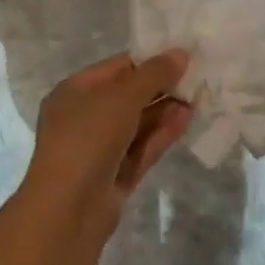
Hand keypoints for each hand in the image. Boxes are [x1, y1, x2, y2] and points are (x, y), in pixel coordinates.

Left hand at [25, 51, 192, 234]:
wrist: (68, 210)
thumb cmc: (87, 138)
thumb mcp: (122, 96)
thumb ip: (154, 74)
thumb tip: (180, 54)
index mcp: (74, 92)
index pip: (116, 68)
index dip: (148, 61)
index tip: (180, 56)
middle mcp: (83, 117)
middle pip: (127, 96)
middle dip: (159, 86)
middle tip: (195, 77)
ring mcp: (99, 149)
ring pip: (137, 123)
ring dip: (164, 110)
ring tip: (196, 97)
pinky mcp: (115, 175)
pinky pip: (141, 147)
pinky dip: (162, 133)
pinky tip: (186, 119)